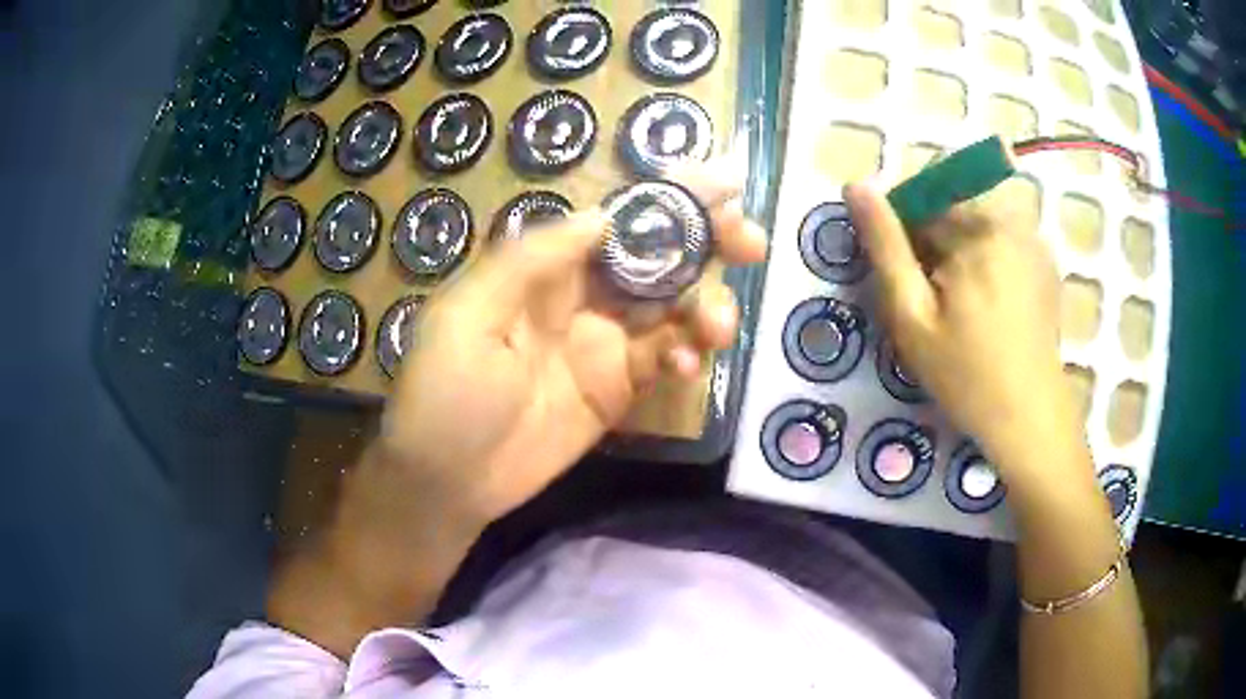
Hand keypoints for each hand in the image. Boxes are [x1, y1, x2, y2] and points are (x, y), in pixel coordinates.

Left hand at [373, 162, 767, 528]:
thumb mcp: (468, 316)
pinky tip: (688, 368)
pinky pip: (667, 360)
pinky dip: (689, 356)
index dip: (667, 198)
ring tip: (718, 326)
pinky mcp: (618, 390)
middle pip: (657, 256)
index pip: (616, 220)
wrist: (448, 481)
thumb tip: (602, 216)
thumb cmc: (446, 393)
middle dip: (707, 241)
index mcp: (545, 268)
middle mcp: (582, 296)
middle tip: (750, 242)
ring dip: (707, 306)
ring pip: (673, 308)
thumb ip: (530, 260)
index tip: (722, 184)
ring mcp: (605, 345)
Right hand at [844, 180, 1081, 481]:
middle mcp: (1010, 219)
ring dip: (955, 250)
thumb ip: (885, 246)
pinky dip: (983, 260)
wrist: (1031, 420)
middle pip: (951, 204)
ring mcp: (1033, 240)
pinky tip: (983, 306)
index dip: (898, 226)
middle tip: (925, 298)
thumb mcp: (912, 316)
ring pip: (975, 223)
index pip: (921, 192)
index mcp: (978, 226)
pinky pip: (1001, 240)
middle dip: (929, 239)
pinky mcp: (1044, 262)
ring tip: (954, 305)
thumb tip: (856, 186)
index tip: (897, 272)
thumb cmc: (967, 375)